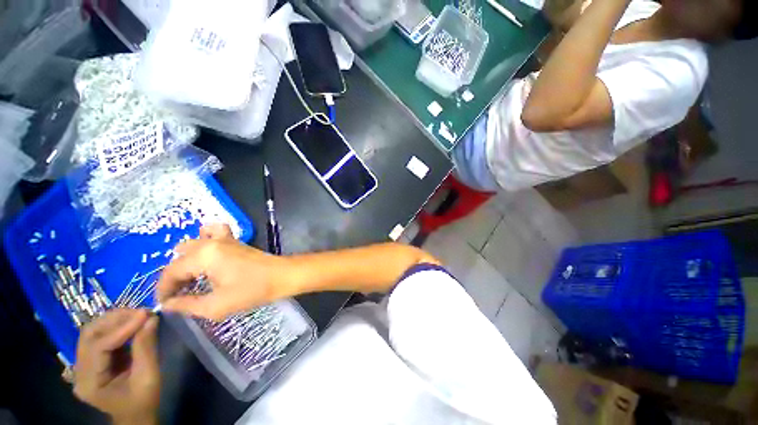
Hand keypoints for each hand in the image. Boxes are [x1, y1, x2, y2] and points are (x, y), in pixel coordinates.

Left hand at [74, 309, 159, 424]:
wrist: (136, 415)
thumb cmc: (143, 400)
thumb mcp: (148, 377)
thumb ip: (146, 348)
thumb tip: (151, 319)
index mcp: (89, 383)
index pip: (99, 347)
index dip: (121, 328)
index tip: (145, 314)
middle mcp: (79, 372)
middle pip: (90, 335)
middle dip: (115, 320)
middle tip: (141, 312)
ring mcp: (83, 365)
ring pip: (92, 332)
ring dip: (114, 320)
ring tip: (138, 315)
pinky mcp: (91, 360)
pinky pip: (99, 336)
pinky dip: (116, 326)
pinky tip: (131, 323)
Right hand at [157, 224, 288, 320]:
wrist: (282, 275)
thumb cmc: (252, 290)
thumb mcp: (216, 305)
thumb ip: (188, 305)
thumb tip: (168, 304)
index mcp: (204, 256)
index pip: (171, 271)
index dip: (163, 289)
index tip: (164, 304)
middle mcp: (211, 243)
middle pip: (180, 257)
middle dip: (174, 276)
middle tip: (178, 294)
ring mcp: (225, 239)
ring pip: (193, 243)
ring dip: (185, 259)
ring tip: (190, 277)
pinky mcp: (235, 240)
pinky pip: (214, 232)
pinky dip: (204, 239)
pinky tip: (205, 253)